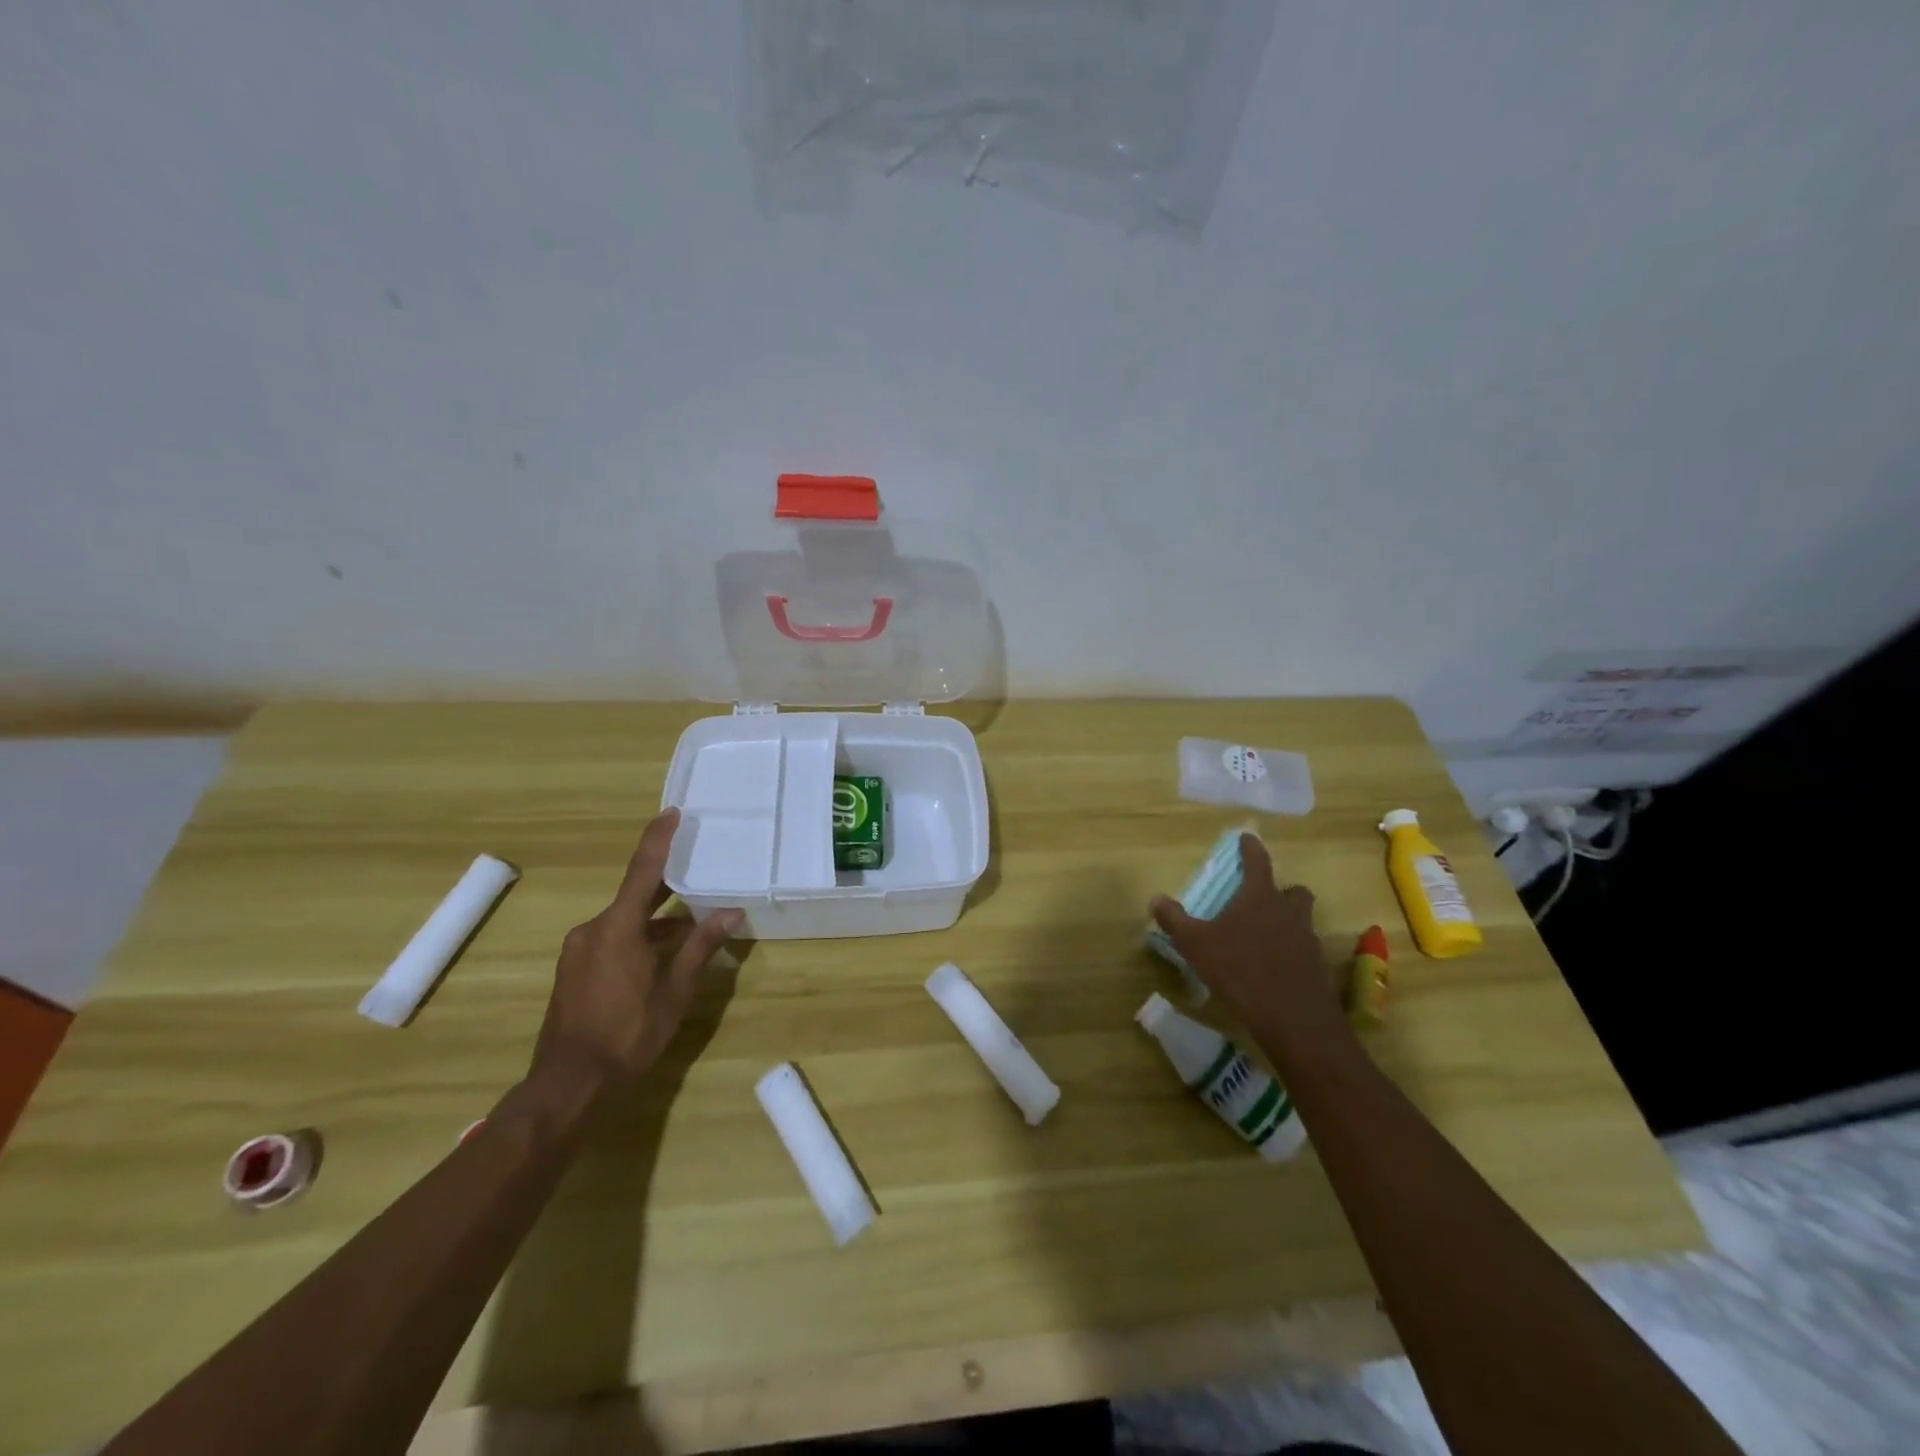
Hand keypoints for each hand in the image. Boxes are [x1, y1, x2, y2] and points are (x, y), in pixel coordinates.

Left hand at [529, 808, 742, 1091]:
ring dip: (656, 922)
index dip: (658, 840)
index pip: (643, 871)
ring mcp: (579, 950)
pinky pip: (612, 939)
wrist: (569, 1084)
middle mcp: (592, 929)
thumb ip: (701, 947)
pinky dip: (639, 939)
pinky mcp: (574, 969)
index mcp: (616, 928)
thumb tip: (731, 913)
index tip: (672, 813)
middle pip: (635, 896)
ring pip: (625, 922)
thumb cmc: (628, 1034)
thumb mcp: (675, 991)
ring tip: (692, 928)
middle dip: (666, 887)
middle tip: (697, 870)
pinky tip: (662, 957)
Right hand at [1150, 834, 1342, 1037]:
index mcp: (1260, 897)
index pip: (1257, 861)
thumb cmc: (1240, 971)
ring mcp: (1307, 940)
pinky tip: (1272, 968)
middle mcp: (1288, 912)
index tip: (1246, 837)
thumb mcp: (1196, 945)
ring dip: (1286, 921)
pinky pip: (1303, 950)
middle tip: (1262, 898)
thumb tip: (1156, 898)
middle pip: (1293, 890)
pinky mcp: (1316, 968)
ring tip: (1263, 936)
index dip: (1250, 848)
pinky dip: (1290, 952)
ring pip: (1301, 920)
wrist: (1293, 1019)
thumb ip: (1175, 920)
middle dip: (1281, 890)